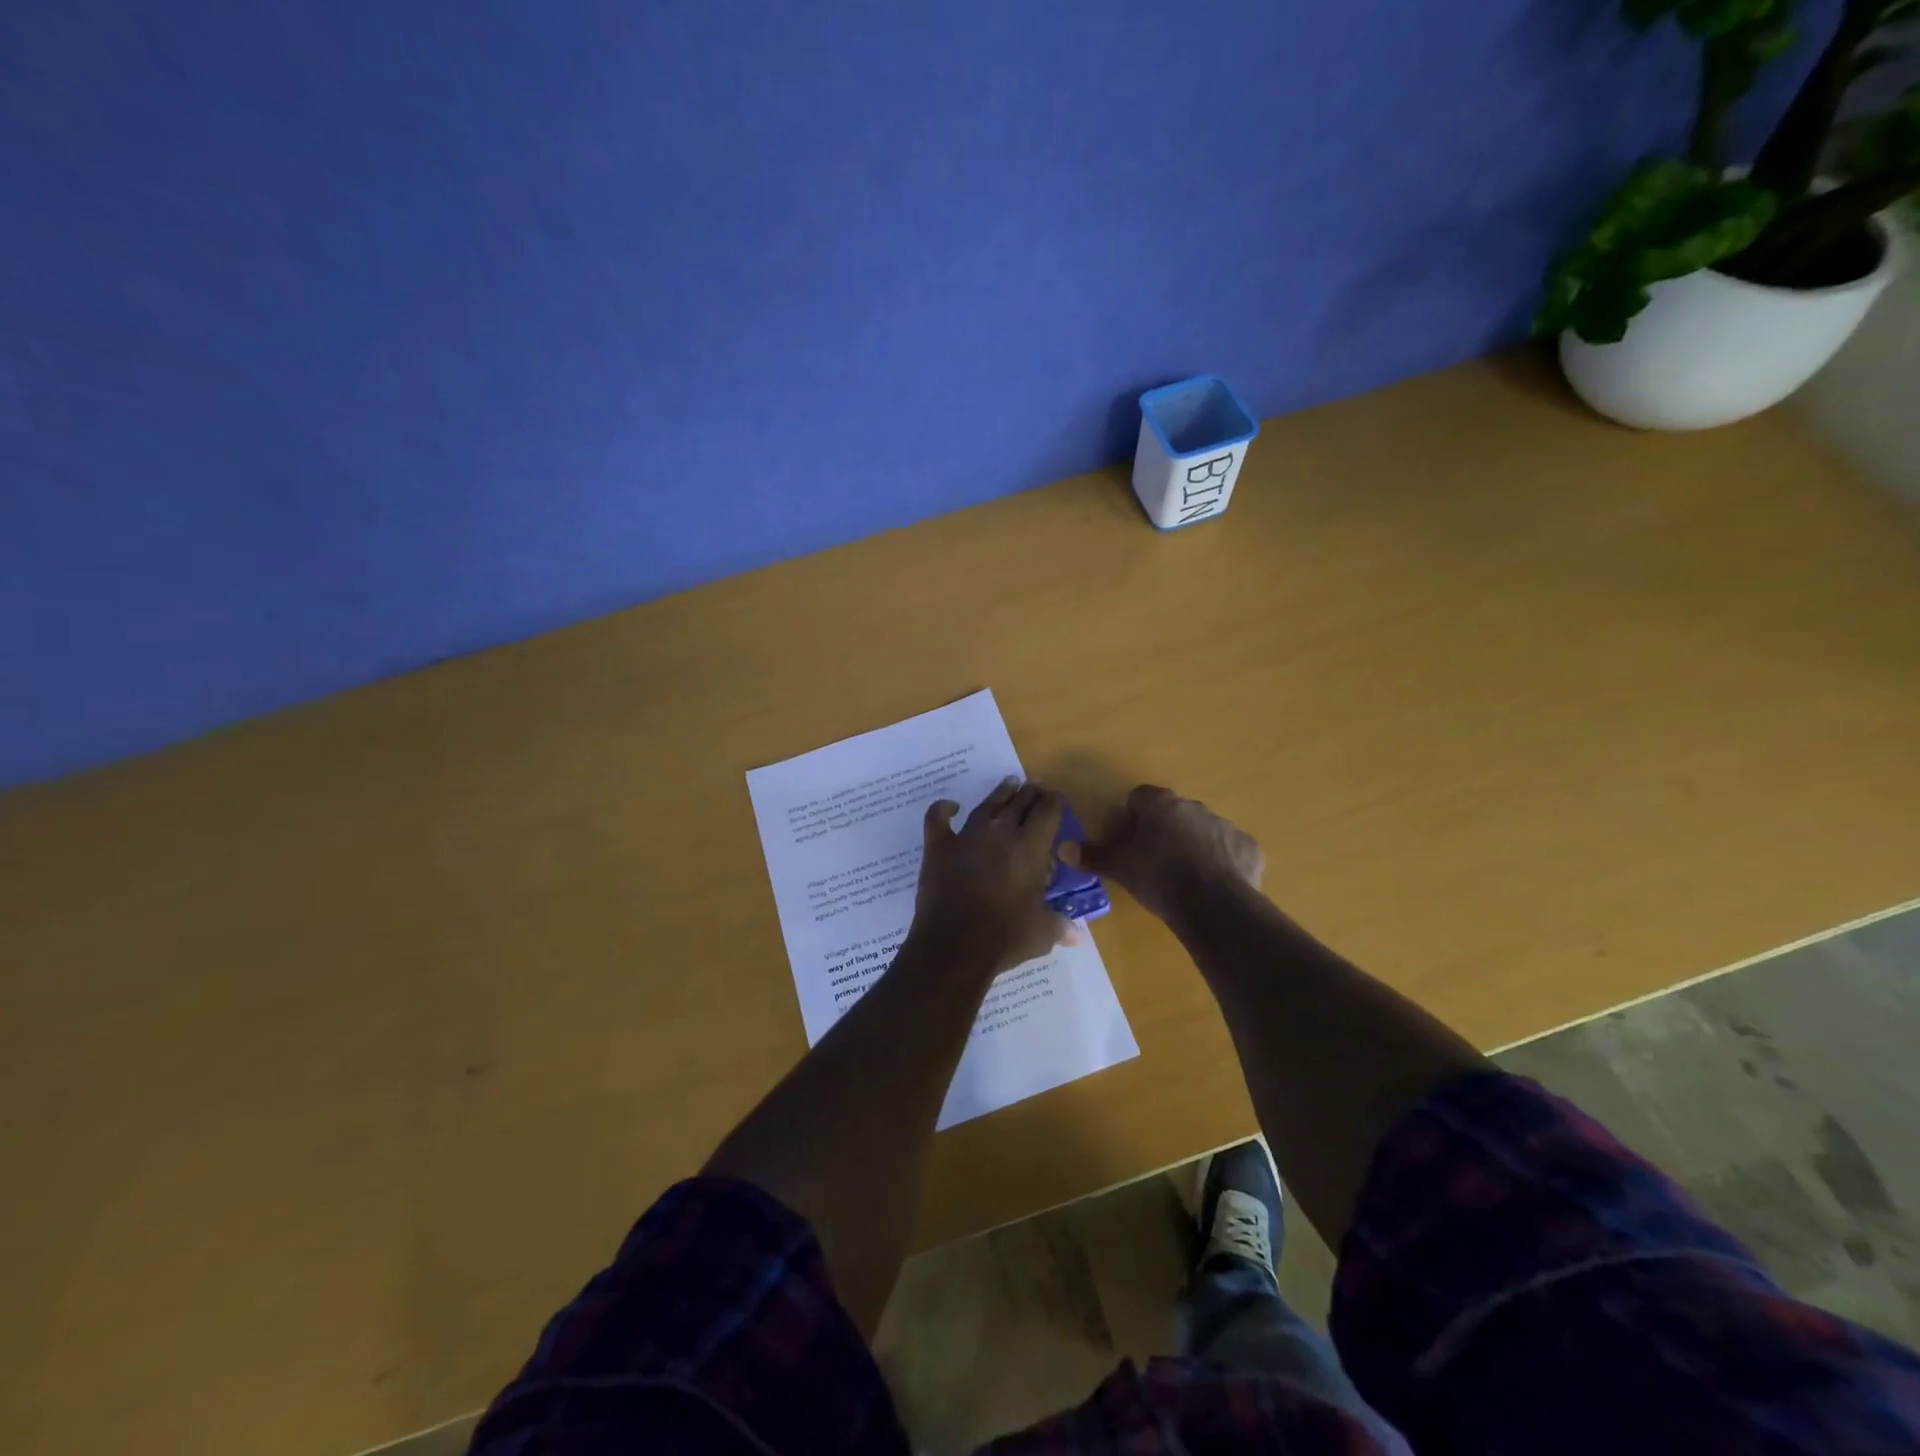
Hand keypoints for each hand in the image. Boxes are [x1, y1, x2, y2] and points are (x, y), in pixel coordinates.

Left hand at [910, 777, 1074, 975]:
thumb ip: (1059, 925)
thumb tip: (1077, 935)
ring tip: (1009, 784)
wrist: (954, 946)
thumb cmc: (1005, 938)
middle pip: (1019, 802)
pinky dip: (943, 809)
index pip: (1048, 811)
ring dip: (1000, 793)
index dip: (1055, 802)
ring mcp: (966, 836)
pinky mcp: (939, 847)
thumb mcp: (1042, 933)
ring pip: (987, 805)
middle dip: (1030, 793)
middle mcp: (1000, 833)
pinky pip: (938, 819)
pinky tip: (951, 806)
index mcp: (1030, 848)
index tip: (1057, 800)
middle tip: (1035, 788)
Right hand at [1064, 785, 1262, 924]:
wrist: (1215, 906)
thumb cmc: (1159, 879)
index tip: (1125, 842)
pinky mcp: (1248, 848)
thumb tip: (1063, 848)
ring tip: (1181, 877)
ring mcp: (1225, 826)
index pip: (1139, 797)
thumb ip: (1093, 855)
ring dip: (1191, 845)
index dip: (1129, 818)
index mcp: (1161, 805)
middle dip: (1161, 831)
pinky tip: (1211, 885)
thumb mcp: (1120, 869)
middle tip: (1150, 862)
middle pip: (1171, 813)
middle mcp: (1194, 807)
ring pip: (1201, 830)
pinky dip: (1220, 862)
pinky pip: (1228, 850)